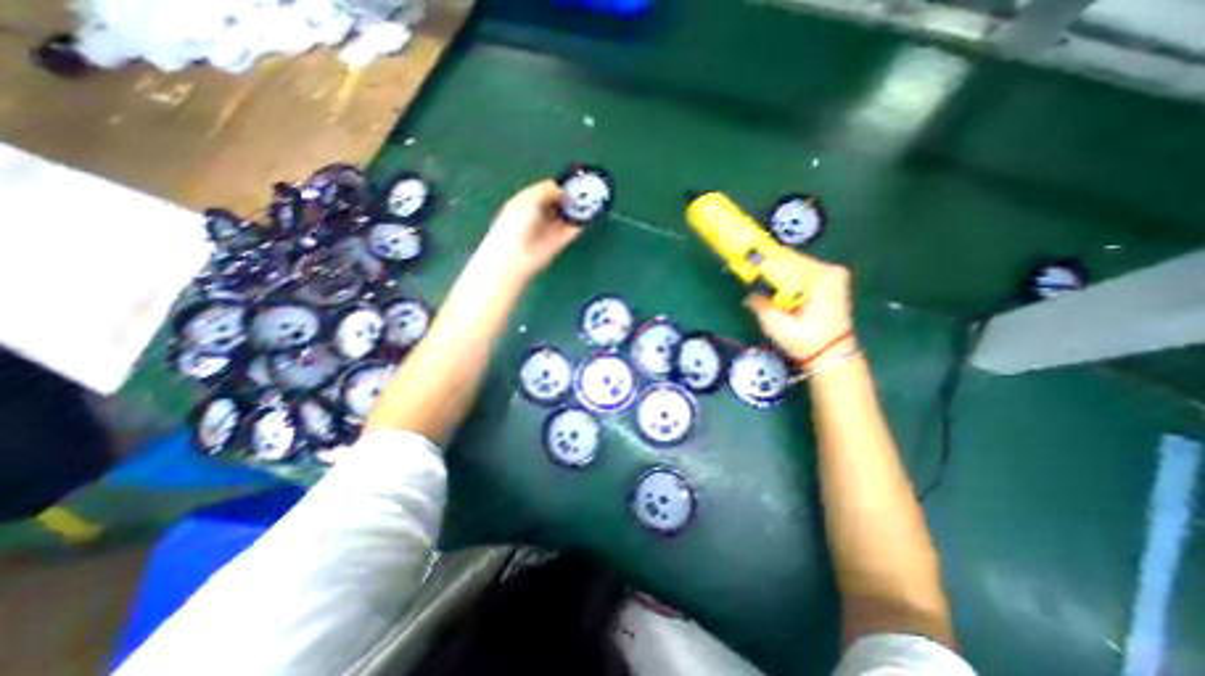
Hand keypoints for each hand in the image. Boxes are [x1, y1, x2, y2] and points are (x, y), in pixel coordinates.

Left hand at [476, 180, 584, 283]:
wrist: (516, 256)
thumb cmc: (517, 223)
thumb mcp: (529, 198)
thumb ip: (548, 190)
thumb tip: (564, 191)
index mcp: (527, 201)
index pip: (547, 190)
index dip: (560, 185)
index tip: (575, 180)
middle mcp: (539, 214)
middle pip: (559, 203)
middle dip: (571, 197)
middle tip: (587, 190)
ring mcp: (550, 229)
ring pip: (567, 216)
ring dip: (578, 209)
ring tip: (593, 199)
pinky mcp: (559, 243)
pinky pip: (573, 230)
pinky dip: (581, 223)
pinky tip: (590, 214)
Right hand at [745, 263, 854, 361]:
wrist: (831, 355)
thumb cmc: (806, 342)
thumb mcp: (778, 327)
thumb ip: (761, 306)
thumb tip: (749, 294)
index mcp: (822, 278)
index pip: (785, 262)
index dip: (762, 263)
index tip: (743, 262)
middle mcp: (829, 270)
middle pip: (790, 261)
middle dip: (768, 267)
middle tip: (745, 269)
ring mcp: (831, 273)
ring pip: (793, 265)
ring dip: (775, 272)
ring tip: (755, 276)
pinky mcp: (828, 280)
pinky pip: (799, 272)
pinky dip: (784, 277)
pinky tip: (771, 283)